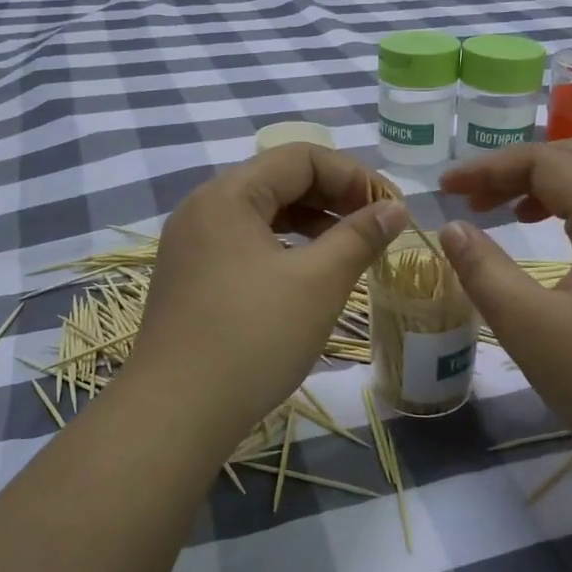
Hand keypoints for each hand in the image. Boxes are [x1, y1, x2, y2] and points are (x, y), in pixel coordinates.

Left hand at [127, 143, 405, 454]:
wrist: (176, 413)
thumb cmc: (253, 338)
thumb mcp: (318, 282)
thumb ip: (360, 236)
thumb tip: (395, 208)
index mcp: (228, 195)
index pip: (301, 157)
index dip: (354, 175)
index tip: (391, 209)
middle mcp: (203, 209)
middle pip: (280, 181)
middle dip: (335, 197)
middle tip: (377, 228)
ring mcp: (192, 246)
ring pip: (263, 215)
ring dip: (312, 223)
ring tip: (351, 250)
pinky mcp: (191, 279)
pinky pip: (246, 244)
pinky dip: (285, 249)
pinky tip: (309, 275)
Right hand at [439, 141, 571, 487]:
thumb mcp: (530, 328)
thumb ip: (484, 271)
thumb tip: (452, 228)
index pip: (547, 162)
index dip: (490, 167)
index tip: (445, 190)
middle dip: (518, 169)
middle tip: (473, 198)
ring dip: (548, 186)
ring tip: (505, 211)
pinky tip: (552, 239)